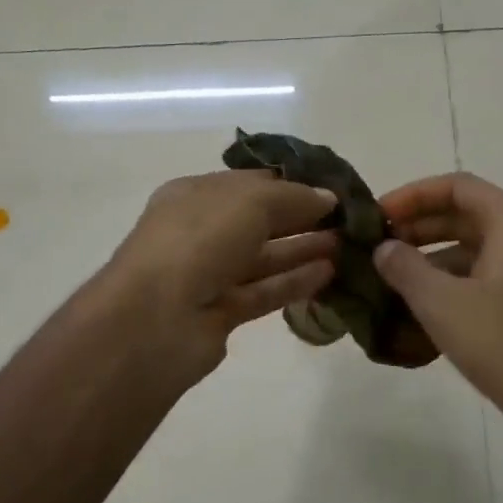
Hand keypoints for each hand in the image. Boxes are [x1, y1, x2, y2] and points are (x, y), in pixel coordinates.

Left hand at [102, 170, 340, 390]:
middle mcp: (199, 231)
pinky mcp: (220, 313)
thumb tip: (328, 198)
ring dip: (303, 249)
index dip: (291, 183)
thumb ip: (294, 197)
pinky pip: (264, 291)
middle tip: (348, 220)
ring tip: (347, 245)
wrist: (154, 320)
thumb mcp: (251, 201)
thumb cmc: (199, 240)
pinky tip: (329, 273)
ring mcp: (207, 274)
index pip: (250, 182)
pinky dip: (294, 281)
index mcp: (195, 194)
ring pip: (264, 257)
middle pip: (259, 220)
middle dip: (302, 217)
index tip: (333, 189)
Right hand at [374, 173, 502, 444]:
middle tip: (379, 244)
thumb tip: (384, 249)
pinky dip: (452, 280)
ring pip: (474, 246)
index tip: (379, 215)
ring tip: (392, 275)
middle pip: (466, 214)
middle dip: (419, 225)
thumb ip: (405, 267)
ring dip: (432, 255)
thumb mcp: (441, 302)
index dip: (413, 195)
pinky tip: (420, 305)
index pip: (457, 187)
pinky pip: (485, 274)